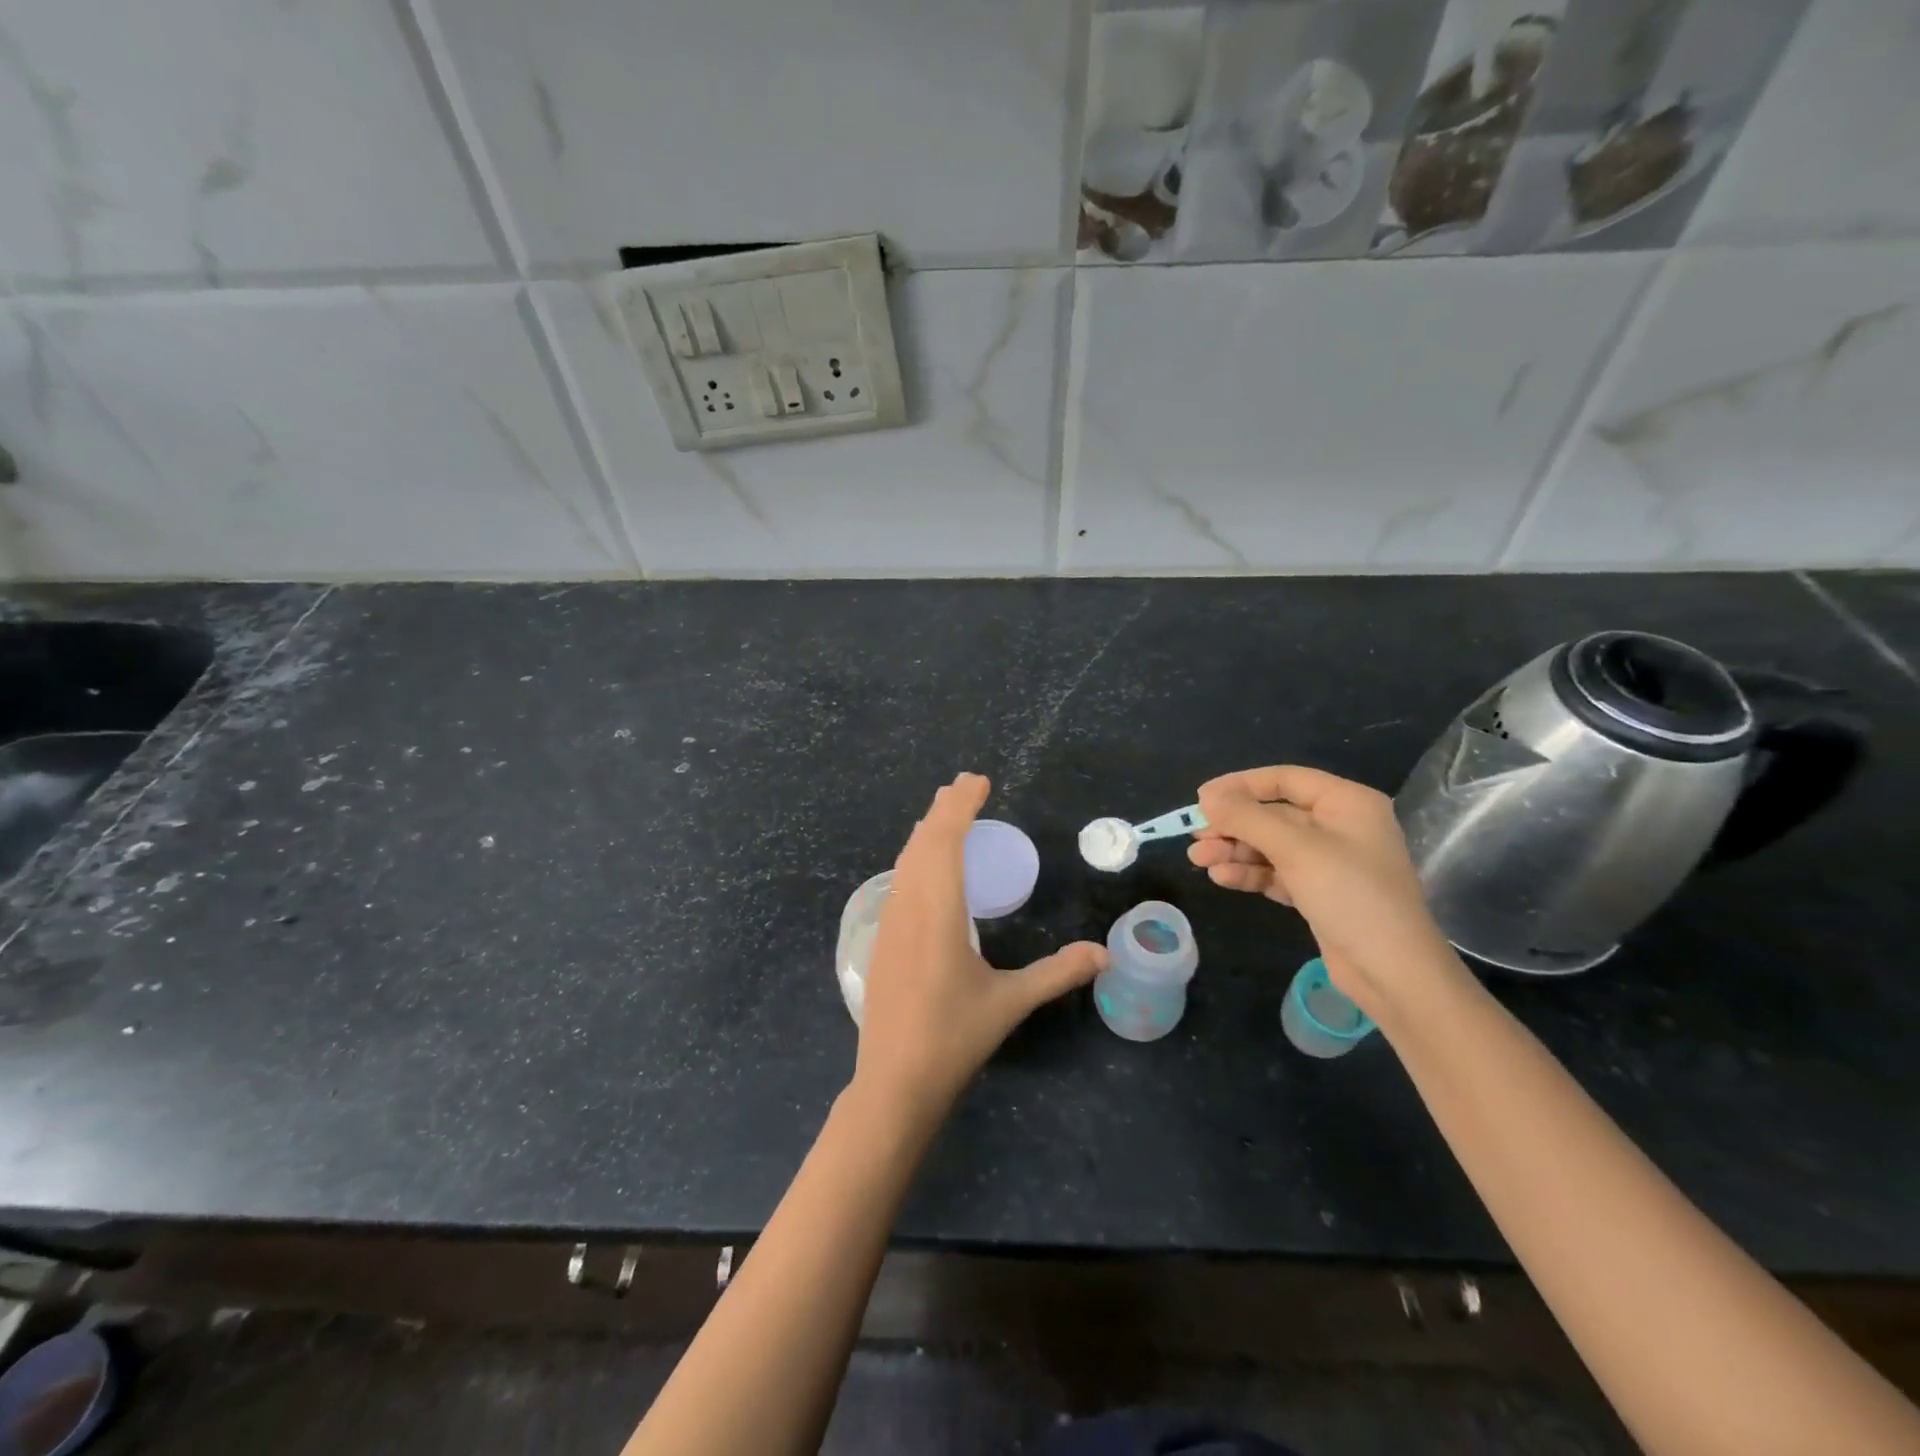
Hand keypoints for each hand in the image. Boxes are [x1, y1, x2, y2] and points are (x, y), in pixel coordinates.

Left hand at [855, 773, 1106, 1125]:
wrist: (894, 1082)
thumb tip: (1105, 953)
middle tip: (965, 786)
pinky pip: (898, 881)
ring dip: (926, 832)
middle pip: (922, 843)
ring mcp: (888, 923)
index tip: (978, 782)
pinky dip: (914, 857)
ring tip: (945, 814)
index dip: (960, 807)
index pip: (944, 842)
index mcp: (938, 913)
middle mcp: (908, 907)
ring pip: (904, 861)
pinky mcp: (881, 939)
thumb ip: (1058, 973)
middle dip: (943, 810)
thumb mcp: (1010, 1002)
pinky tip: (924, 866)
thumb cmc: (954, 1038)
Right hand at [1190, 765, 1463, 1024]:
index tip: (1201, 799)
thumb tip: (1207, 796)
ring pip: (1271, 845)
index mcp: (1346, 803)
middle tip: (1196, 837)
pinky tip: (1221, 878)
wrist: (1394, 973)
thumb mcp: (1296, 849)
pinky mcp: (1319, 893)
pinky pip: (1277, 872)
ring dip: (1235, 850)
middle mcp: (1339, 826)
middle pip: (1273, 814)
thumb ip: (1248, 818)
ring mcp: (1329, 862)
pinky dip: (1250, 873)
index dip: (1240, 786)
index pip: (1285, 780)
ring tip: (1199, 860)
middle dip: (1233, 825)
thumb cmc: (1351, 896)